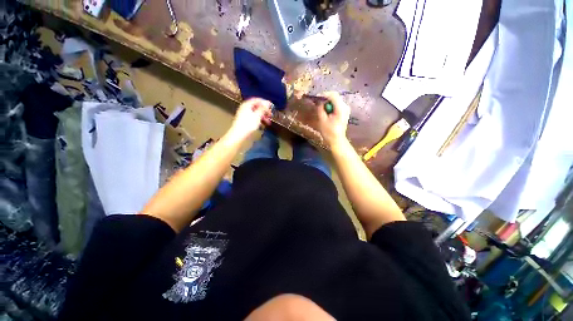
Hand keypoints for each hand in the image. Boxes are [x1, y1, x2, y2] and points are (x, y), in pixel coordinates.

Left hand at [228, 98, 272, 140]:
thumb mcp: (257, 115)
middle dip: (264, 111)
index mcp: (247, 105)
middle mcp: (245, 108)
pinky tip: (263, 124)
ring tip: (268, 122)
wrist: (239, 135)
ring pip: (256, 113)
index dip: (265, 102)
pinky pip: (254, 118)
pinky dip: (259, 120)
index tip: (271, 106)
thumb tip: (268, 103)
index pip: (257, 100)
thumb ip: (263, 108)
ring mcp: (244, 115)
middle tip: (270, 115)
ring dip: (263, 116)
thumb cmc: (248, 124)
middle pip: (257, 107)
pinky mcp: (245, 121)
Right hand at [316, 92, 350, 148]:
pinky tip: (326, 110)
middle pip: (335, 96)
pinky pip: (337, 104)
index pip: (333, 95)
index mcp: (341, 109)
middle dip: (325, 98)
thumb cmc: (329, 132)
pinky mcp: (344, 111)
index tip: (316, 97)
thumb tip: (319, 102)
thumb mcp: (322, 120)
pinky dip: (331, 105)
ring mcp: (346, 109)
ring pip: (335, 100)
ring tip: (321, 107)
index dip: (324, 94)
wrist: (337, 140)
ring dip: (328, 102)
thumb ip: (321, 109)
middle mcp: (345, 106)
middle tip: (317, 102)